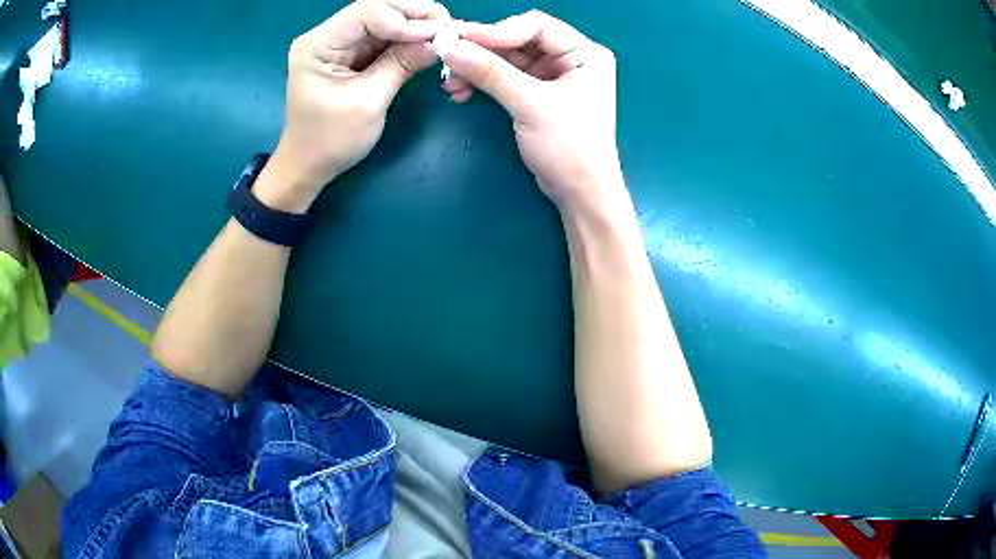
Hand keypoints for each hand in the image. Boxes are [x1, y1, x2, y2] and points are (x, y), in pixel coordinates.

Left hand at [264, 0, 449, 208]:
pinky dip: (405, 38)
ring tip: (443, 33)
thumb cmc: (330, 140)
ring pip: (382, 20)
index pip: (366, 12)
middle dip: (413, 15)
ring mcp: (338, 43)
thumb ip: (401, 65)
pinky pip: (382, 37)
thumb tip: (438, 40)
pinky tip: (426, 42)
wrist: (308, 166)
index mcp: (318, 45)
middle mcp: (326, 36)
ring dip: (413, 25)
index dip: (404, 18)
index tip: (438, 33)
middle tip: (447, 26)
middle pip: (375, 9)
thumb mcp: (368, 102)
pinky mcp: (349, 54)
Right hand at [441, 12, 623, 210]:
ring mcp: (553, 76)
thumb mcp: (532, 105)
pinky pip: (504, 78)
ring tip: (450, 82)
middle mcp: (570, 59)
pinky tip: (461, 91)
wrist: (580, 195)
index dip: (497, 30)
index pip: (536, 26)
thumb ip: (491, 74)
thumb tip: (450, 48)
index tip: (460, 40)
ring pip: (506, 59)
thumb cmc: (570, 148)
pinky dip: (483, 82)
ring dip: (477, 68)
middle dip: (481, 51)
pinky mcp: (537, 93)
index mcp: (584, 53)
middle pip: (518, 41)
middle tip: (446, 57)